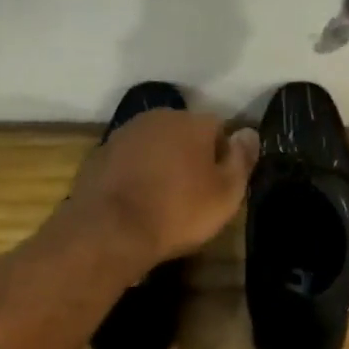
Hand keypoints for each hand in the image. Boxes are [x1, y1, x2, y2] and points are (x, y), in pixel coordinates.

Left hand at [68, 110, 259, 272]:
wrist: (110, 230)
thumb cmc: (178, 212)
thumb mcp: (226, 194)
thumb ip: (242, 160)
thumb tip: (249, 133)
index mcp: (192, 122)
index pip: (219, 128)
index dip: (223, 156)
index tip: (221, 185)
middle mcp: (157, 118)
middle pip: (184, 133)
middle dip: (190, 156)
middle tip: (193, 193)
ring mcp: (124, 134)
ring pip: (153, 145)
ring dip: (161, 163)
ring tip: (162, 199)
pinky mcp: (99, 155)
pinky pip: (128, 161)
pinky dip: (135, 174)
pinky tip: (136, 201)